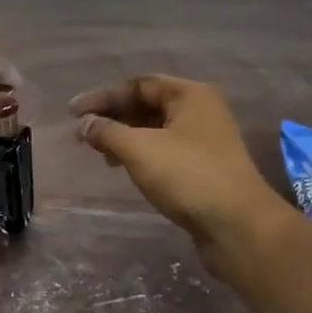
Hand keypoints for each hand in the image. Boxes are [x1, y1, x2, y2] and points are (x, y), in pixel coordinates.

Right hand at [70, 76, 285, 254]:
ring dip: (125, 137)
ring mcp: (205, 140)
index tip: (72, 113)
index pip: (138, 85)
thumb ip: (107, 132)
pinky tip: (125, 168)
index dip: (102, 97)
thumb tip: (85, 124)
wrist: (238, 227)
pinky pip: (165, 150)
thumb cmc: (188, 176)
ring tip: (100, 154)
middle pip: (147, 105)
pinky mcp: (205, 167)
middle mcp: (201, 111)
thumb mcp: (139, 149)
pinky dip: (141, 154)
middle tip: (83, 133)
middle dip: (113, 117)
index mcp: (190, 95)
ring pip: (155, 129)